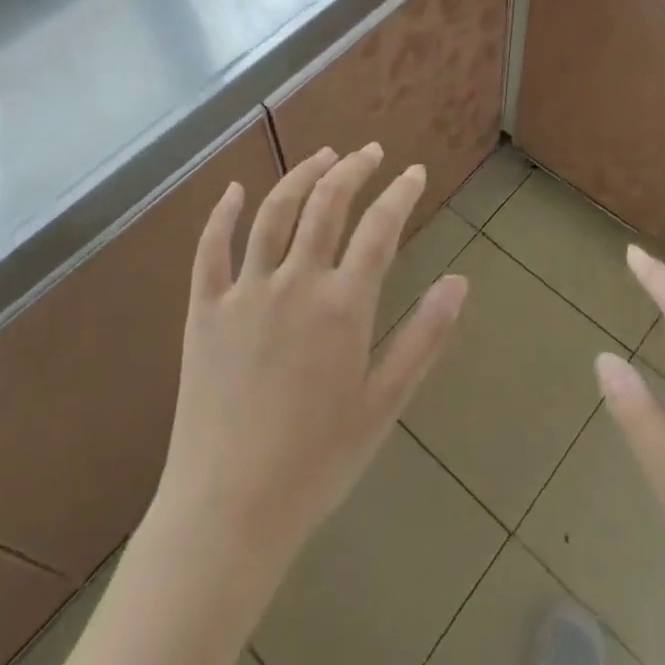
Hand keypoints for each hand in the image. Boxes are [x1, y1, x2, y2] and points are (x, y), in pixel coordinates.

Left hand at [150, 143, 468, 569]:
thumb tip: (459, 281)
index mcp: (342, 306)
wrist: (228, 512)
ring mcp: (244, 292)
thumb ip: (424, 337)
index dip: (400, 194)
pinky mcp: (204, 310)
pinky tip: (233, 189)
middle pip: (326, 204)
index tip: (414, 172)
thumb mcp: (384, 405)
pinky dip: (222, 213)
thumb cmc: (317, 462)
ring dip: (301, 175)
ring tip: (324, 155)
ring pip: (274, 213)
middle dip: (353, 169)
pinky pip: (210, 249)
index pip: (379, 229)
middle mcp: (295, 283)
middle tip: (371, 152)